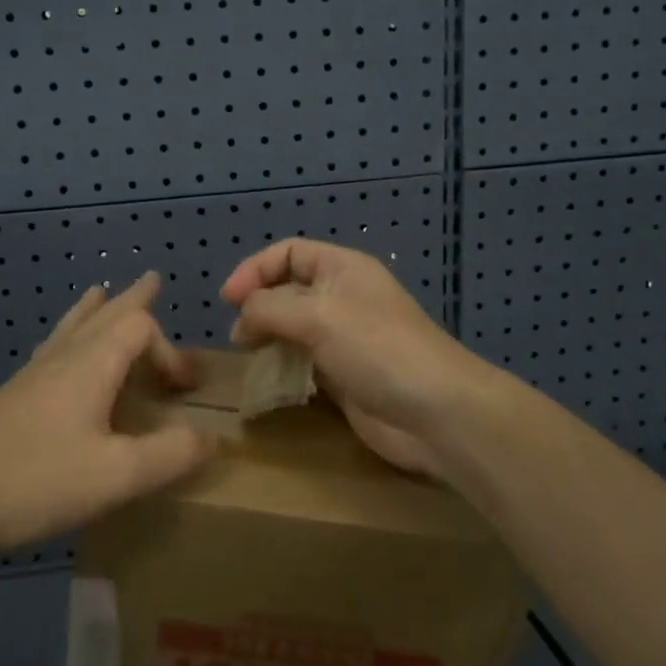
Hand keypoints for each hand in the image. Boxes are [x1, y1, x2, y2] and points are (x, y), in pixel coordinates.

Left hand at [0, 273, 216, 550]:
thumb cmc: (33, 478)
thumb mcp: (115, 475)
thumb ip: (169, 455)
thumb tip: (211, 438)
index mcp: (91, 365)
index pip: (140, 329)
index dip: (171, 350)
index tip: (186, 390)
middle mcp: (62, 358)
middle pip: (104, 314)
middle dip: (133, 299)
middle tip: (151, 280)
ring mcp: (32, 376)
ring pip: (71, 327)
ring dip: (96, 309)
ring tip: (101, 292)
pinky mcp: (12, 397)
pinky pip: (52, 348)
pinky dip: (69, 335)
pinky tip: (58, 351)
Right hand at [221, 239, 505, 477]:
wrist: (437, 412)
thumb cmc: (377, 349)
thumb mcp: (317, 316)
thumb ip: (269, 308)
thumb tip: (242, 318)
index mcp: (342, 269)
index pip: (289, 253)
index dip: (255, 269)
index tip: (228, 300)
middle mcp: (343, 298)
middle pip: (288, 291)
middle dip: (259, 308)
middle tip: (239, 338)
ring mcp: (345, 339)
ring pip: (294, 330)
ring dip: (269, 340)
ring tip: (250, 359)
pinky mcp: (345, 377)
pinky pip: (304, 364)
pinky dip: (284, 369)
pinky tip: (270, 384)